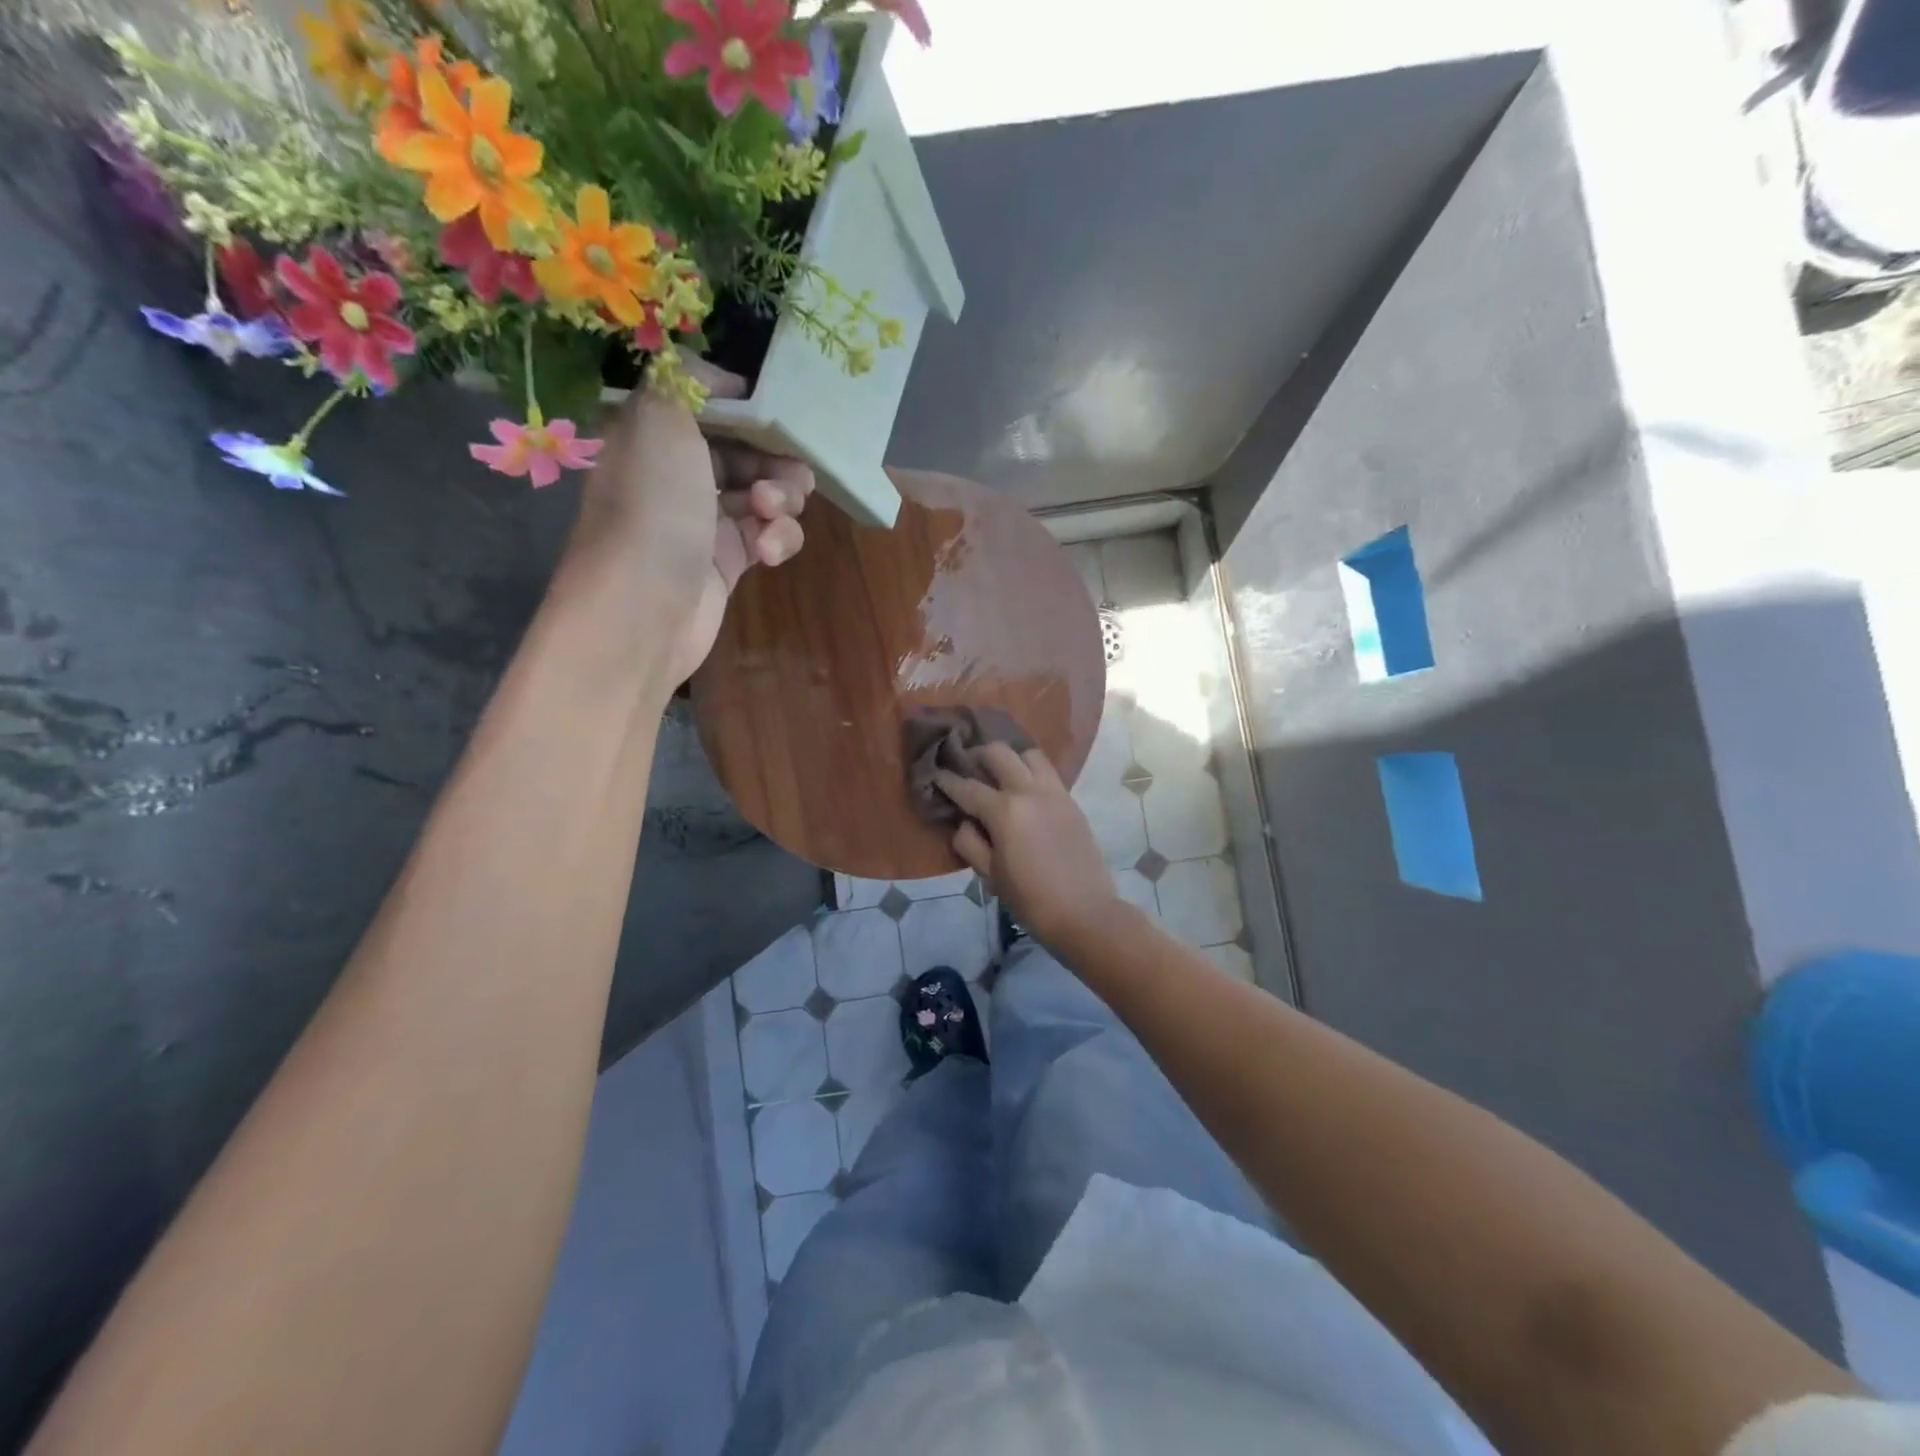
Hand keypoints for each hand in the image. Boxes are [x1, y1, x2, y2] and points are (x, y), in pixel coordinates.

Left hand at [563, 366, 813, 684]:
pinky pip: (767, 537)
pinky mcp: (728, 564)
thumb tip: (720, 378)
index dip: (748, 409)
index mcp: (654, 435)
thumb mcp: (660, 420)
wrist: (644, 610)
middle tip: (791, 473)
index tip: (780, 414)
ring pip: (764, 495)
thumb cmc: (653, 509)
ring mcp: (704, 522)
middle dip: (774, 458)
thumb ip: (685, 379)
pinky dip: (776, 540)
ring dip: (781, 499)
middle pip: (745, 451)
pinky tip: (767, 554)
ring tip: (771, 513)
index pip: (710, 407)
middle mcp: (677, 475)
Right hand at [934, 744, 1122, 949]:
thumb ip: (970, 843)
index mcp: (1005, 811)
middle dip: (978, 755)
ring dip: (1011, 759)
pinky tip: (1024, 791)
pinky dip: (1031, 772)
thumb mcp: (990, 876)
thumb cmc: (1031, 900)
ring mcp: (1055, 793)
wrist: (1086, 913)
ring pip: (1029, 755)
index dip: (947, 780)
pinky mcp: (1072, 801)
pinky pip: (1048, 773)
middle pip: (999, 753)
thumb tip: (964, 822)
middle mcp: (1029, 791)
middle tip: (968, 767)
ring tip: (1001, 775)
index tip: (935, 774)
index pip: (967, 787)